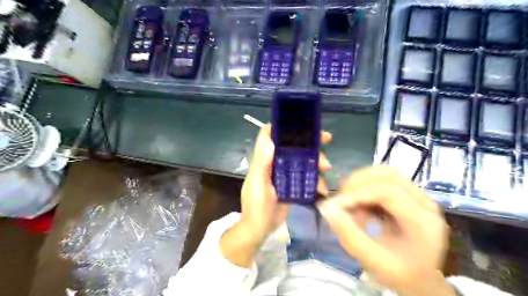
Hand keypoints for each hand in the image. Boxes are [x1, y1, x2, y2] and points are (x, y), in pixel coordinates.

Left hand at [222, 124, 331, 266]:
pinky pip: (308, 179)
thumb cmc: (255, 205)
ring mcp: (287, 175)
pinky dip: (317, 182)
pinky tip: (322, 189)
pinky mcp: (294, 187)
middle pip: (294, 147)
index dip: (284, 127)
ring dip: (317, 162)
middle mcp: (276, 164)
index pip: (272, 136)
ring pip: (305, 162)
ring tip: (326, 168)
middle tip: (327, 139)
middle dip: (310, 141)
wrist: (260, 229)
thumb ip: (262, 162)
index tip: (301, 122)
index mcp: (265, 160)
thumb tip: (271, 140)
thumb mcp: (257, 183)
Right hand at [317, 167, 453, 295]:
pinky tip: (360, 204)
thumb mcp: (373, 262)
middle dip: (357, 184)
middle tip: (341, 202)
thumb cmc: (401, 275)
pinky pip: (383, 179)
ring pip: (384, 173)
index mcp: (423, 222)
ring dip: (361, 183)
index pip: (388, 192)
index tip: (335, 205)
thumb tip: (327, 208)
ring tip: (351, 203)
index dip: (357, 194)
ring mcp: (418, 195)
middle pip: (388, 175)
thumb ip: (349, 235)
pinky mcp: (409, 194)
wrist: (421, 278)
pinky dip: (365, 187)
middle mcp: (425, 202)